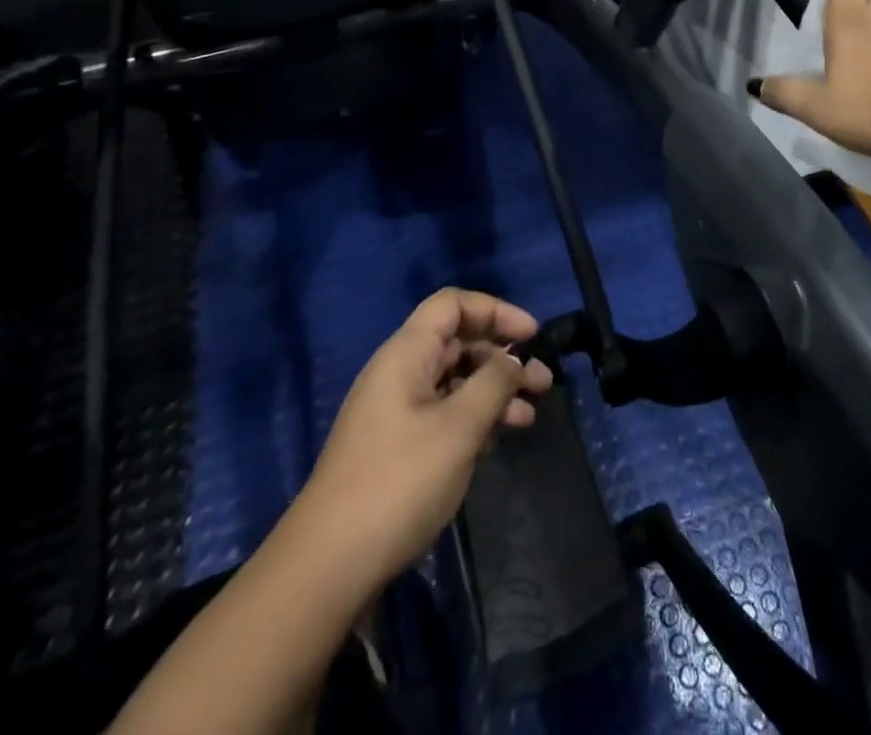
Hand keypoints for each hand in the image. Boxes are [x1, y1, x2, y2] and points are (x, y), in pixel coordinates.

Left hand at [294, 289, 554, 595]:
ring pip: (454, 382)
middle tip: (543, 382)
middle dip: (502, 357)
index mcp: (406, 354)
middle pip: (457, 343)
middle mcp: (399, 373)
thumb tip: (513, 359)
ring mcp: (395, 412)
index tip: (531, 335)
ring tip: (528, 417)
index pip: (452, 305)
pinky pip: (443, 414)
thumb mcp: (459, 427)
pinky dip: (473, 419)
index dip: (495, 310)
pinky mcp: (396, 447)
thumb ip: (494, 383)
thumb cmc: (399, 482)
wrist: (328, 566)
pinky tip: (495, 443)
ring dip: (494, 392)